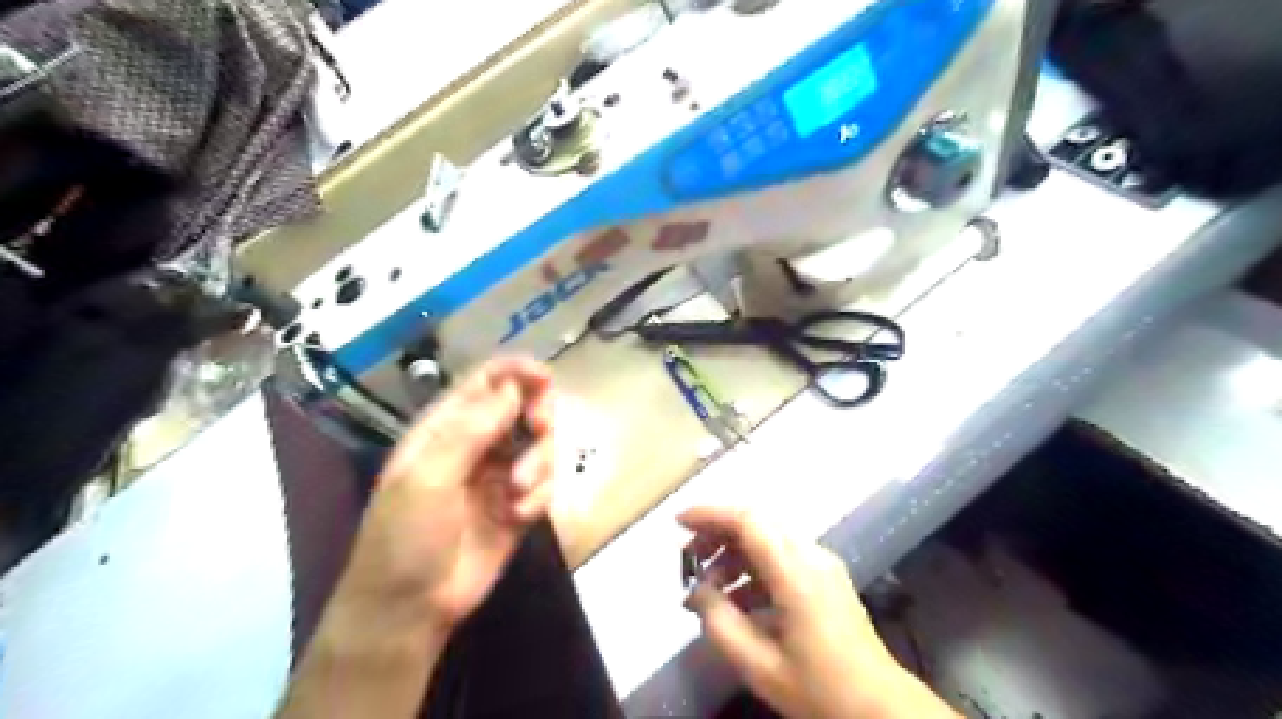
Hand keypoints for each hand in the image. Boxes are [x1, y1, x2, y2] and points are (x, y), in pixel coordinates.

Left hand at [329, 359, 557, 639]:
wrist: (409, 609)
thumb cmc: (405, 537)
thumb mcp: (428, 477)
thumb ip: (471, 429)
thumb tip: (513, 386)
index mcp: (445, 428)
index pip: (486, 381)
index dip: (516, 371)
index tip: (545, 377)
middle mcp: (477, 445)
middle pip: (523, 406)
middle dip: (538, 413)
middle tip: (541, 428)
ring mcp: (499, 476)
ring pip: (540, 444)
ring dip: (539, 462)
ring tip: (519, 493)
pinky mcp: (519, 506)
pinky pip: (545, 483)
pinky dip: (539, 495)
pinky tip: (519, 516)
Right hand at [675, 508, 955, 717]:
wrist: (881, 709)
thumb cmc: (819, 689)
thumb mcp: (759, 665)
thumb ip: (720, 623)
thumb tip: (699, 591)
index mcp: (796, 573)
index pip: (748, 521)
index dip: (710, 514)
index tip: (678, 523)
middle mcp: (811, 556)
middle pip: (757, 522)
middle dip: (718, 532)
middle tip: (689, 558)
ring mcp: (822, 565)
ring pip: (769, 538)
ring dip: (735, 552)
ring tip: (709, 587)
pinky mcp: (826, 577)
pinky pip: (782, 557)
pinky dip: (753, 568)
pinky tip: (737, 600)